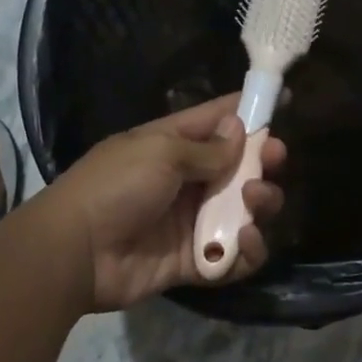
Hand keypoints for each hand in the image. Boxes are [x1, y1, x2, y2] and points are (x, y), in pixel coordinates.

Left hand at [44, 96, 286, 311]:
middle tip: (274, 159)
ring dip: (261, 203)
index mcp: (172, 145)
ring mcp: (192, 222)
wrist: (76, 252)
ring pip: (244, 211)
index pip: (216, 121)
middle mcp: (187, 181)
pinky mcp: (195, 261)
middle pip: (239, 168)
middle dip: (263, 161)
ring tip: (255, 199)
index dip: (249, 111)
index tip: (284, 100)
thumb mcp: (160, 153)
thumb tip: (240, 129)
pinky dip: (249, 250)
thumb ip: (207, 148)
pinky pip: (234, 256)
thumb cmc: (116, 186)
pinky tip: (247, 239)